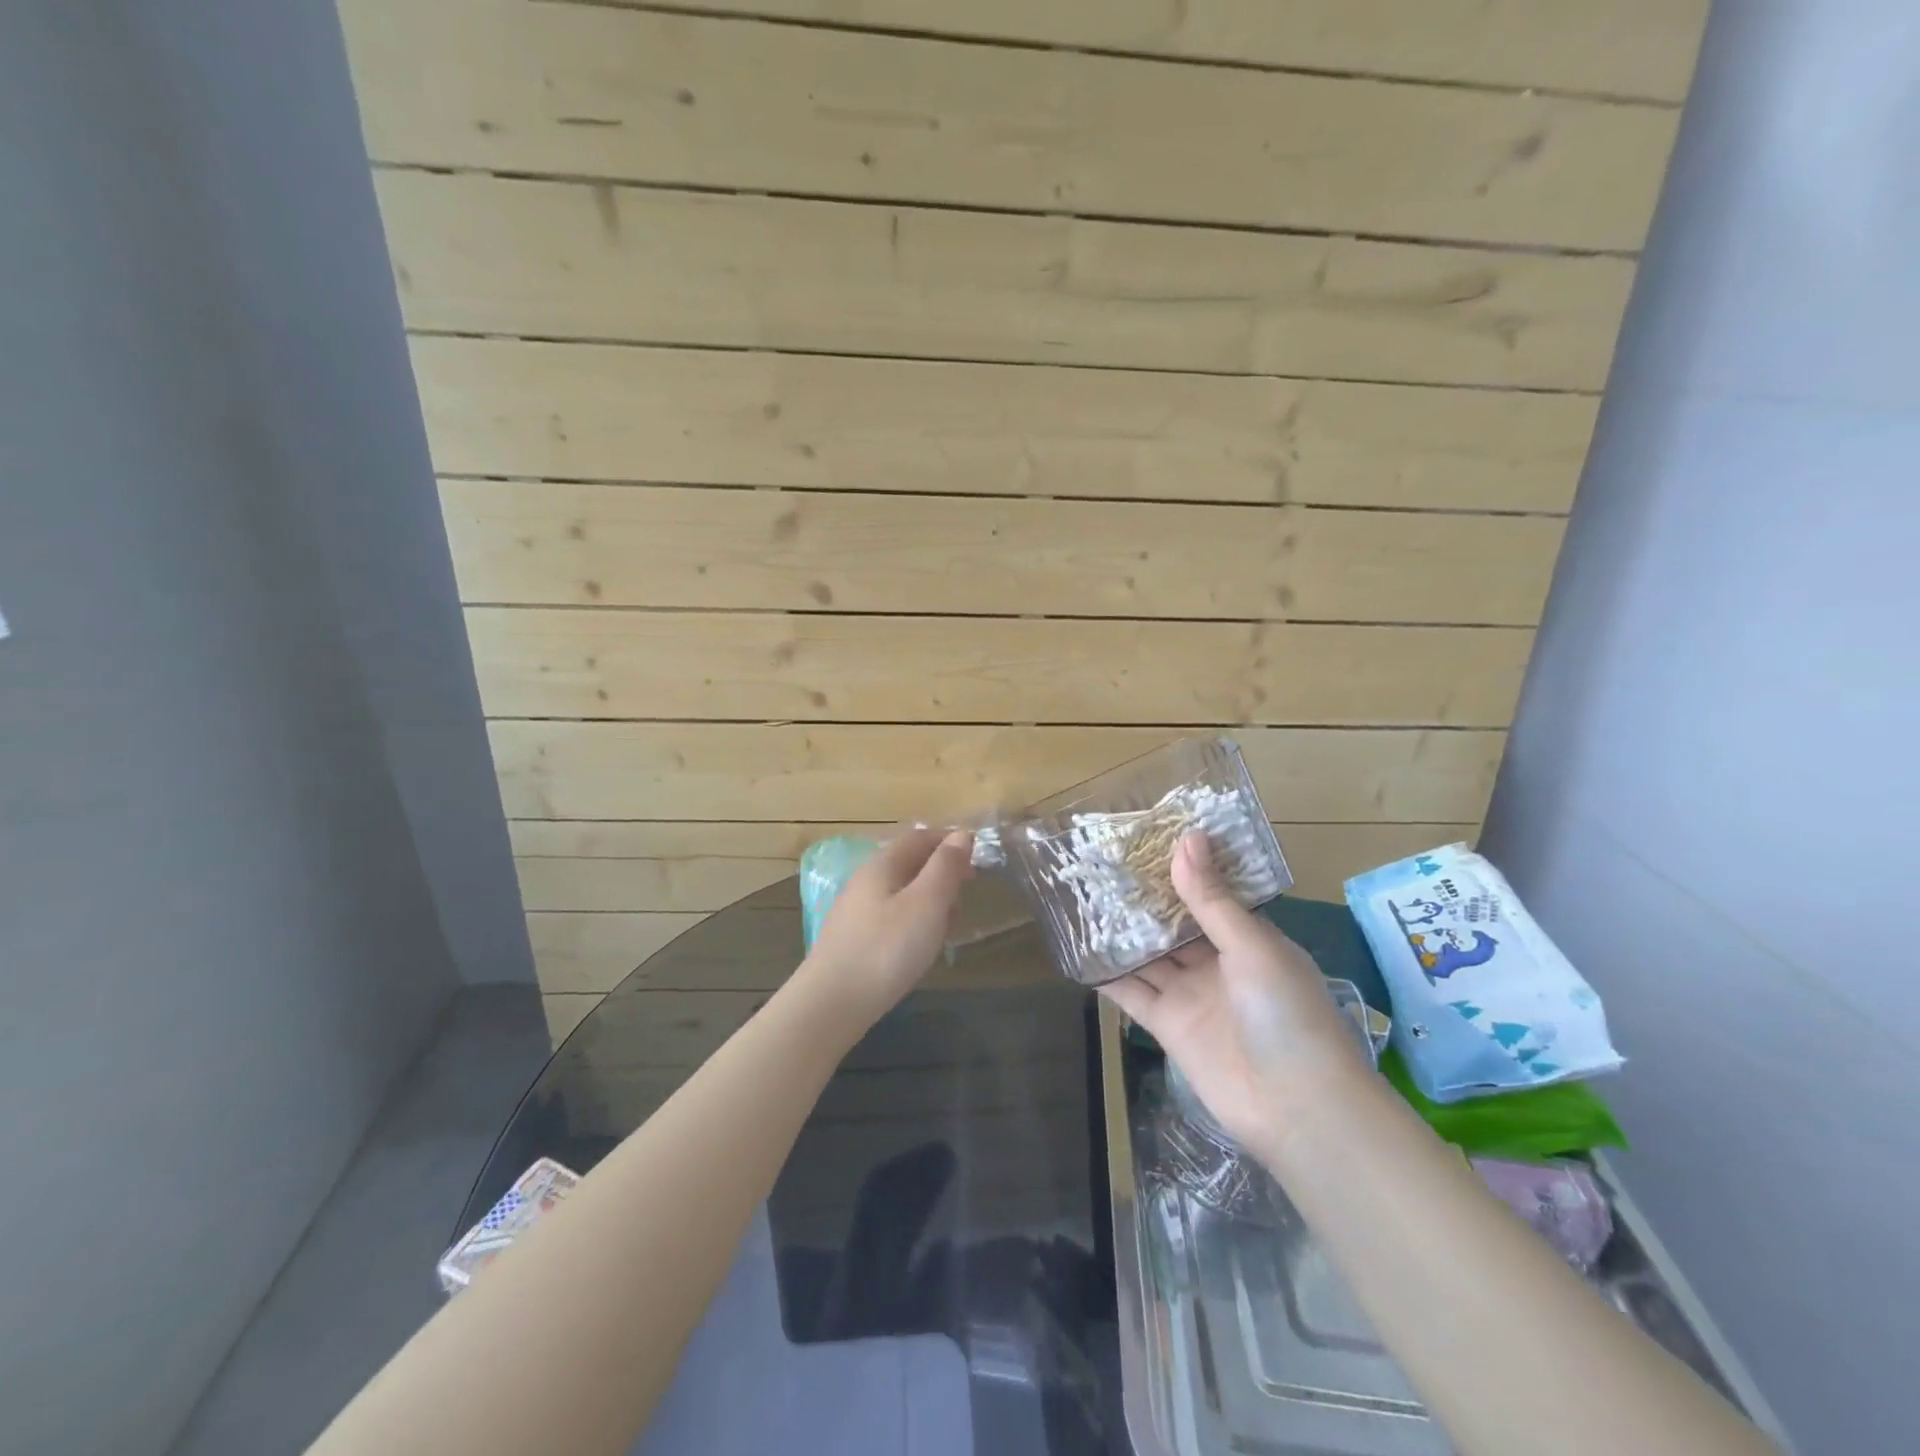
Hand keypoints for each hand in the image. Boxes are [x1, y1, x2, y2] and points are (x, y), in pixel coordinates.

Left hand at [799, 828, 974, 1029]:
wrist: (831, 1005)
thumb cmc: (886, 949)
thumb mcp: (926, 904)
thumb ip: (945, 867)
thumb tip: (961, 835)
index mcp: (882, 865)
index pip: (919, 837)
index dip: (949, 840)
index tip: (978, 857)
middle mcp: (865, 881)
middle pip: (910, 863)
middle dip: (942, 873)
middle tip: (966, 897)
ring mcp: (856, 912)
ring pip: (902, 893)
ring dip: (930, 901)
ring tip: (948, 927)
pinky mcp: (853, 940)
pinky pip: (892, 918)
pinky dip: (914, 923)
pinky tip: (920, 949)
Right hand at [1101, 832, 1372, 1153]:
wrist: (1296, 1107)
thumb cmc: (1287, 1013)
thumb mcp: (1252, 946)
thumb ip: (1212, 899)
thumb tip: (1186, 839)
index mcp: (1247, 939)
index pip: (1209, 895)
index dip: (1180, 869)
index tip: (1145, 839)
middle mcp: (1217, 963)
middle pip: (1173, 924)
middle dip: (1144, 899)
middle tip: (1103, 863)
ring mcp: (1191, 995)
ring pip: (1149, 955)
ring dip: (1122, 932)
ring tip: (1084, 897)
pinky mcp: (1168, 1025)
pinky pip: (1133, 993)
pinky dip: (1109, 975)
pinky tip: (1080, 951)